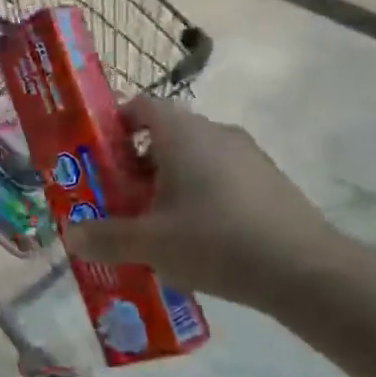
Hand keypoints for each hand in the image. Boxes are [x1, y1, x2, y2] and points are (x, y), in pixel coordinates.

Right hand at [62, 97, 351, 314]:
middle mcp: (215, 131)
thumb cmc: (215, 241)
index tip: (98, 159)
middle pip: (165, 134)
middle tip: (120, 200)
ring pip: (195, 157)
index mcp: (182, 132)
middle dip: (137, 165)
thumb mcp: (150, 244)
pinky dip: (203, 196)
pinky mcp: (270, 180)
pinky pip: (222, 177)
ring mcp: (248, 154)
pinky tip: (201, 238)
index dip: (113, 126)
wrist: (306, 271)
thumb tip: (69, 236)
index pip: (139, 105)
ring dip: (171, 182)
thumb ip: (105, 237)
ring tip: (158, 226)